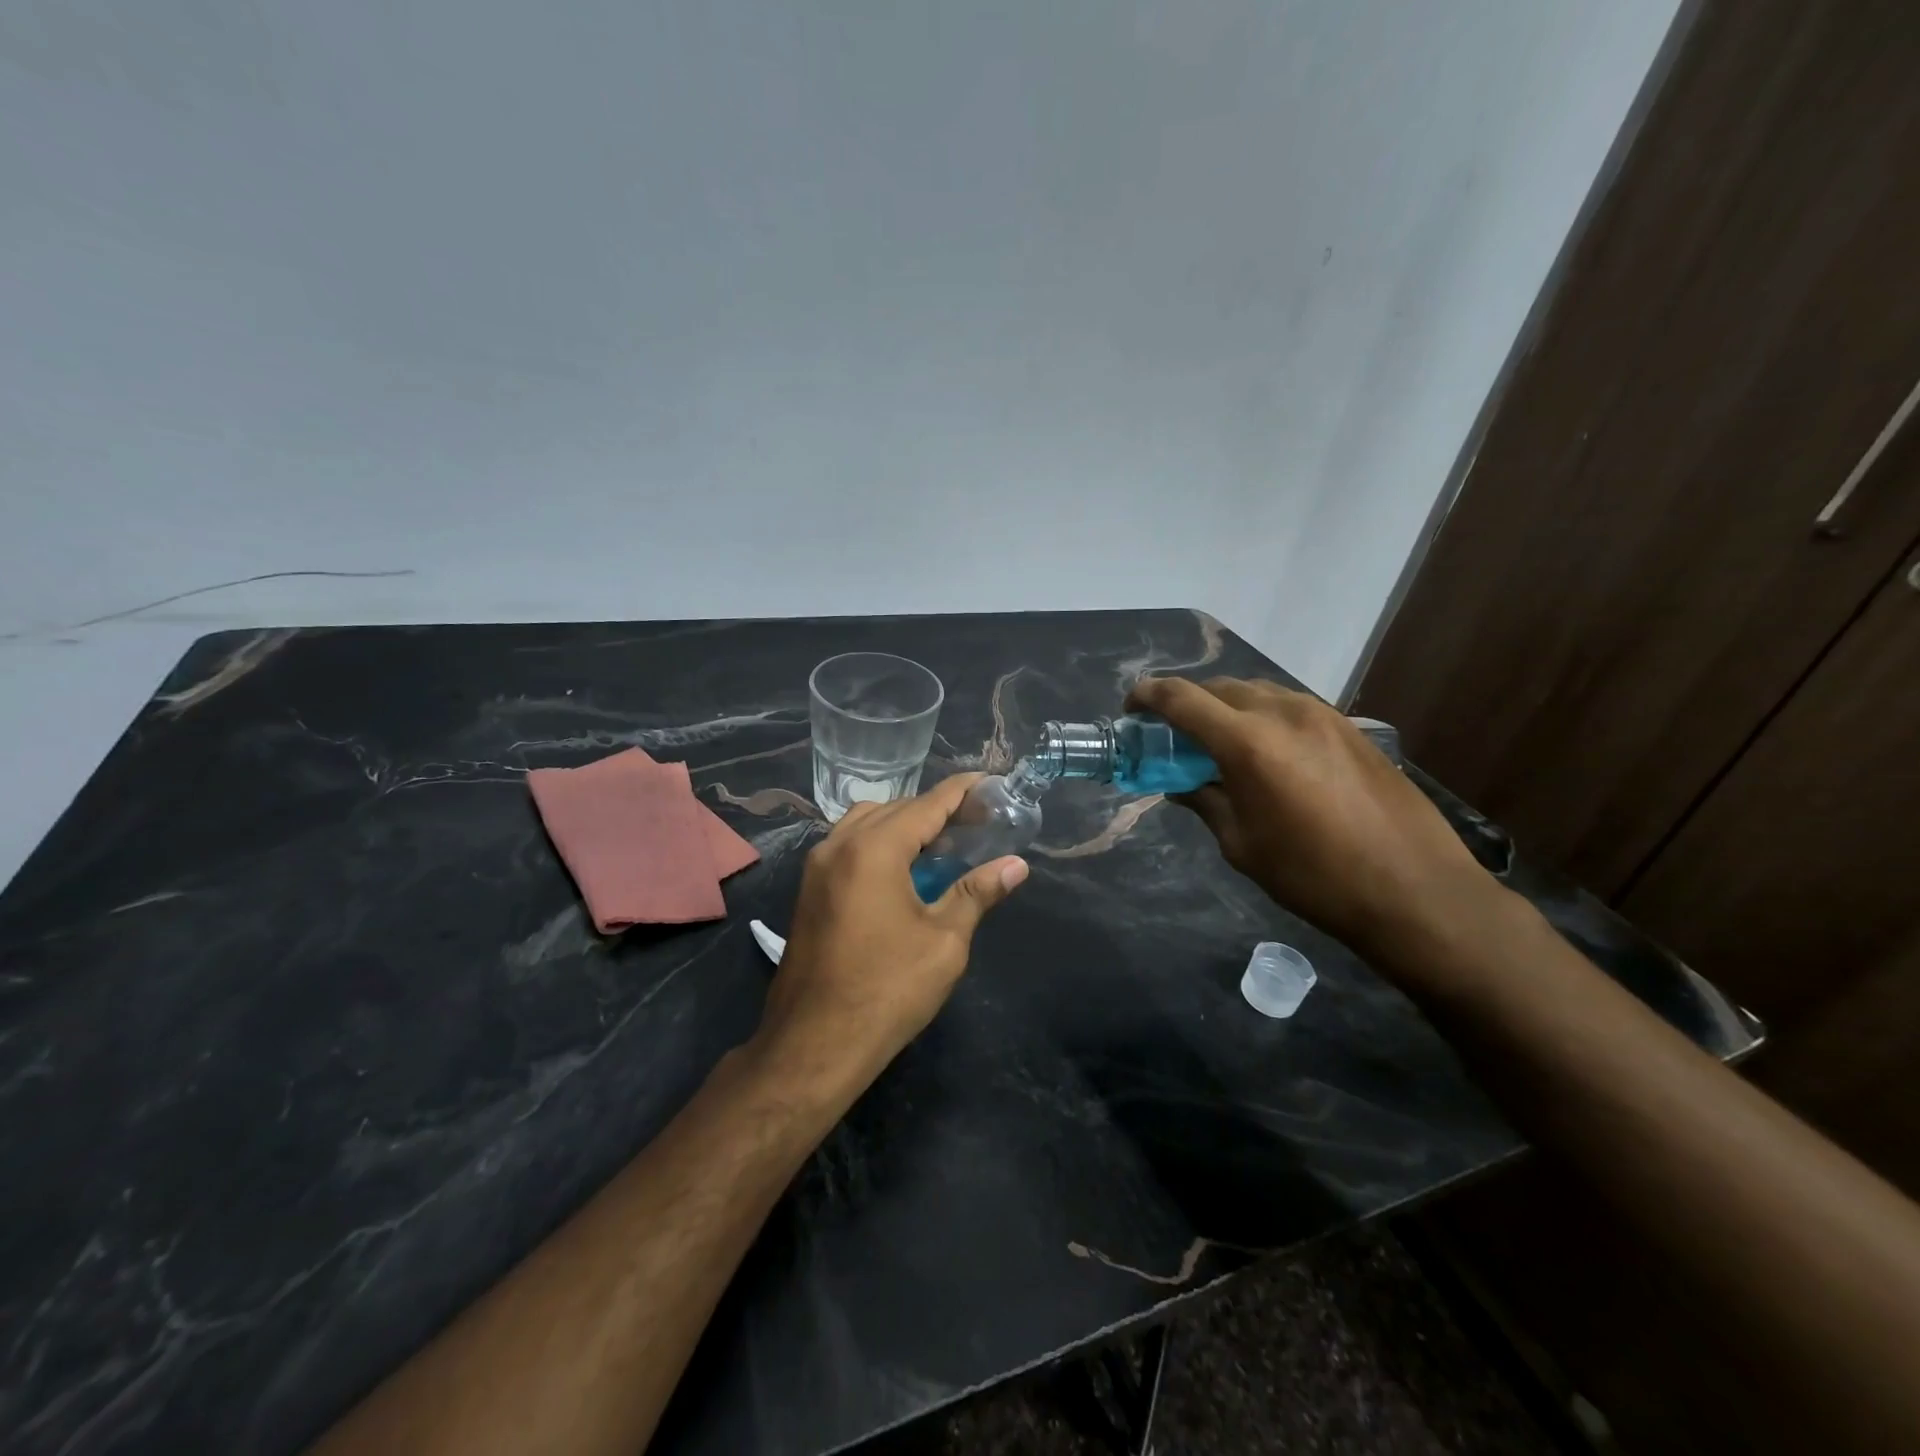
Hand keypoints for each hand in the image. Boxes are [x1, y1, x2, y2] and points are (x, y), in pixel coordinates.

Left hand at [751, 774, 1028, 1093]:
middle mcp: (839, 844)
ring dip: (904, 824)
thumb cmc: (887, 990)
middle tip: (976, 822)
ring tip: (940, 845)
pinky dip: (878, 842)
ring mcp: (817, 867)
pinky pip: (848, 845)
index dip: (962, 791)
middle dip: (936, 809)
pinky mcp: (809, 890)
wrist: (814, 1044)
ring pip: (866, 823)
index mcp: (874, 849)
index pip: (927, 803)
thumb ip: (977, 893)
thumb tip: (1016, 865)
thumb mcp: (944, 941)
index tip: (991, 782)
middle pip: (896, 808)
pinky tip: (903, 870)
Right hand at [1126, 677, 1494, 957]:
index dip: (1148, 697)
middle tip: (1171, 734)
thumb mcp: (1241, 844)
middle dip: (1186, 703)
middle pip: (1218, 688)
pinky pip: (1288, 706)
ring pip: (1256, 692)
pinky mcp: (1349, 727)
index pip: (1181, 699)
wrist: (1415, 890)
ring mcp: (1322, 715)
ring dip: (1226, 707)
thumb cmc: (1314, 876)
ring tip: (1216, 741)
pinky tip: (1265, 751)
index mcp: (1247, 742)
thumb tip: (1180, 783)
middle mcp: (1283, 712)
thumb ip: (1204, 800)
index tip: (1130, 708)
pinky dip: (1261, 716)